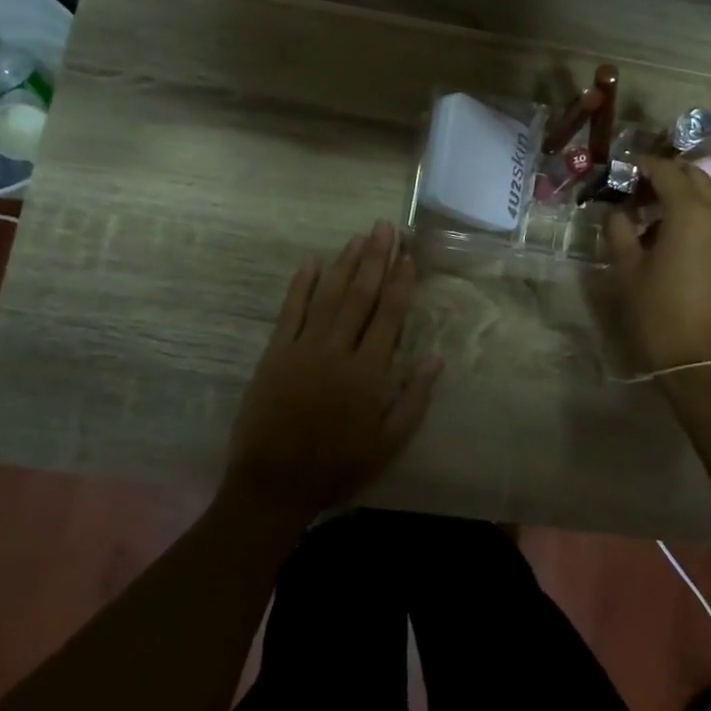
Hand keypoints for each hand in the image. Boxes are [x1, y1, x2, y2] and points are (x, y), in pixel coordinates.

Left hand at [221, 221, 442, 527]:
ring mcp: (302, 349)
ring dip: (345, 264)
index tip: (408, 254)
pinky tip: (311, 263)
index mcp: (368, 372)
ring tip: (358, 237)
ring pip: (328, 296)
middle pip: (360, 295)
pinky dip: (301, 286)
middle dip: (375, 258)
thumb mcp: (388, 443)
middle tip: (385, 227)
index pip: (389, 315)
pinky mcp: (274, 354)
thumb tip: (436, 356)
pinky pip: (290, 312)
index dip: (400, 282)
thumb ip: (414, 398)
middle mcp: (337, 351)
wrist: (273, 484)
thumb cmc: (338, 466)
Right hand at [606, 156, 710, 372]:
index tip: (623, 168)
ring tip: (654, 216)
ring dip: (685, 196)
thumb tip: (618, 212)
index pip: (668, 171)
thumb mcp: (628, 272)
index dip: (644, 165)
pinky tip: (677, 238)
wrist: (707, 364)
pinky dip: (700, 216)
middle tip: (638, 190)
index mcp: (692, 213)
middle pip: (696, 178)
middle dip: (667, 176)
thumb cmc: (660, 316)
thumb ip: (620, 231)